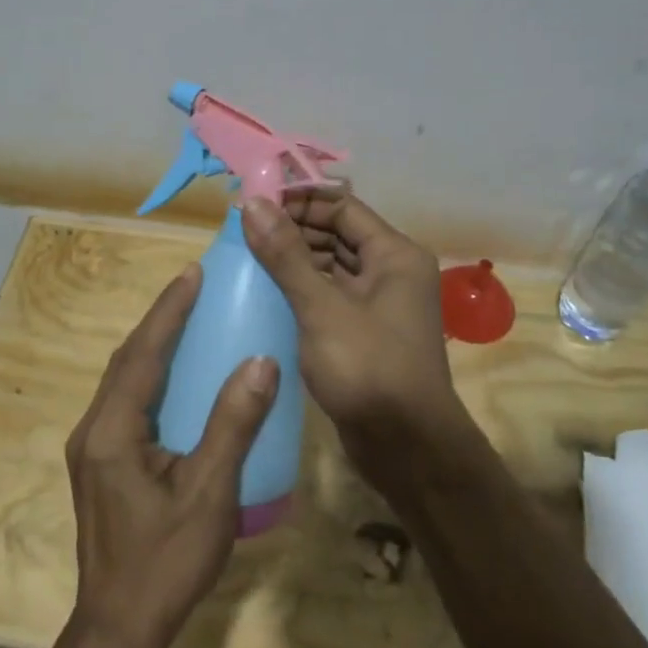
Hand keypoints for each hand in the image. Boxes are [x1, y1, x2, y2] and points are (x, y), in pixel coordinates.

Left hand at [65, 264, 277, 647]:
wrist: (119, 627)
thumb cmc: (165, 561)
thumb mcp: (209, 493)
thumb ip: (233, 425)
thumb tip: (261, 362)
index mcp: (112, 431)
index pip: (142, 354)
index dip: (168, 311)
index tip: (192, 274)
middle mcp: (93, 430)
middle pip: (126, 360)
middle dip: (159, 321)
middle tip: (194, 288)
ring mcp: (93, 448)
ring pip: (123, 381)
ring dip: (152, 346)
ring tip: (187, 320)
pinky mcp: (101, 464)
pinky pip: (126, 402)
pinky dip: (150, 376)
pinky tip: (176, 379)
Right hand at [242, 192, 472, 472]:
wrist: (406, 448)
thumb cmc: (368, 369)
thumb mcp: (322, 308)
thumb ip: (286, 255)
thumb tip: (252, 203)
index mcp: (394, 254)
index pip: (341, 206)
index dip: (297, 200)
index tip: (252, 201)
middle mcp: (391, 271)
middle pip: (336, 233)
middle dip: (291, 228)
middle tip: (241, 228)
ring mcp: (378, 303)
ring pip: (330, 265)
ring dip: (293, 258)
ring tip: (245, 255)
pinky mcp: (363, 330)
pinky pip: (329, 295)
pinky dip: (301, 287)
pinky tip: (264, 290)